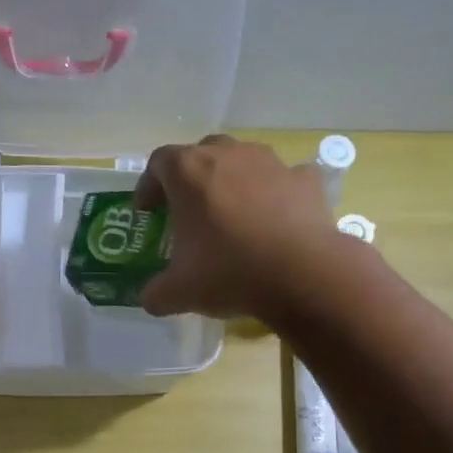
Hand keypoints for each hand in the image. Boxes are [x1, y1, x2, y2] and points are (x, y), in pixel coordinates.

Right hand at [133, 135, 338, 320]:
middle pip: (201, 154)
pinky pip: (283, 178)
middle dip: (191, 178)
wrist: (303, 275)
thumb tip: (151, 298)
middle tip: (188, 210)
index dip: (149, 185)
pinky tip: (275, 217)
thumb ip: (156, 292)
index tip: (148, 211)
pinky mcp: (305, 179)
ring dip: (232, 180)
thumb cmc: (229, 272)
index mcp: (188, 172)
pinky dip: (276, 192)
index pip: (158, 163)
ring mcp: (270, 162)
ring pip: (242, 160)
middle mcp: (227, 154)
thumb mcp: (179, 292)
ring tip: (232, 213)